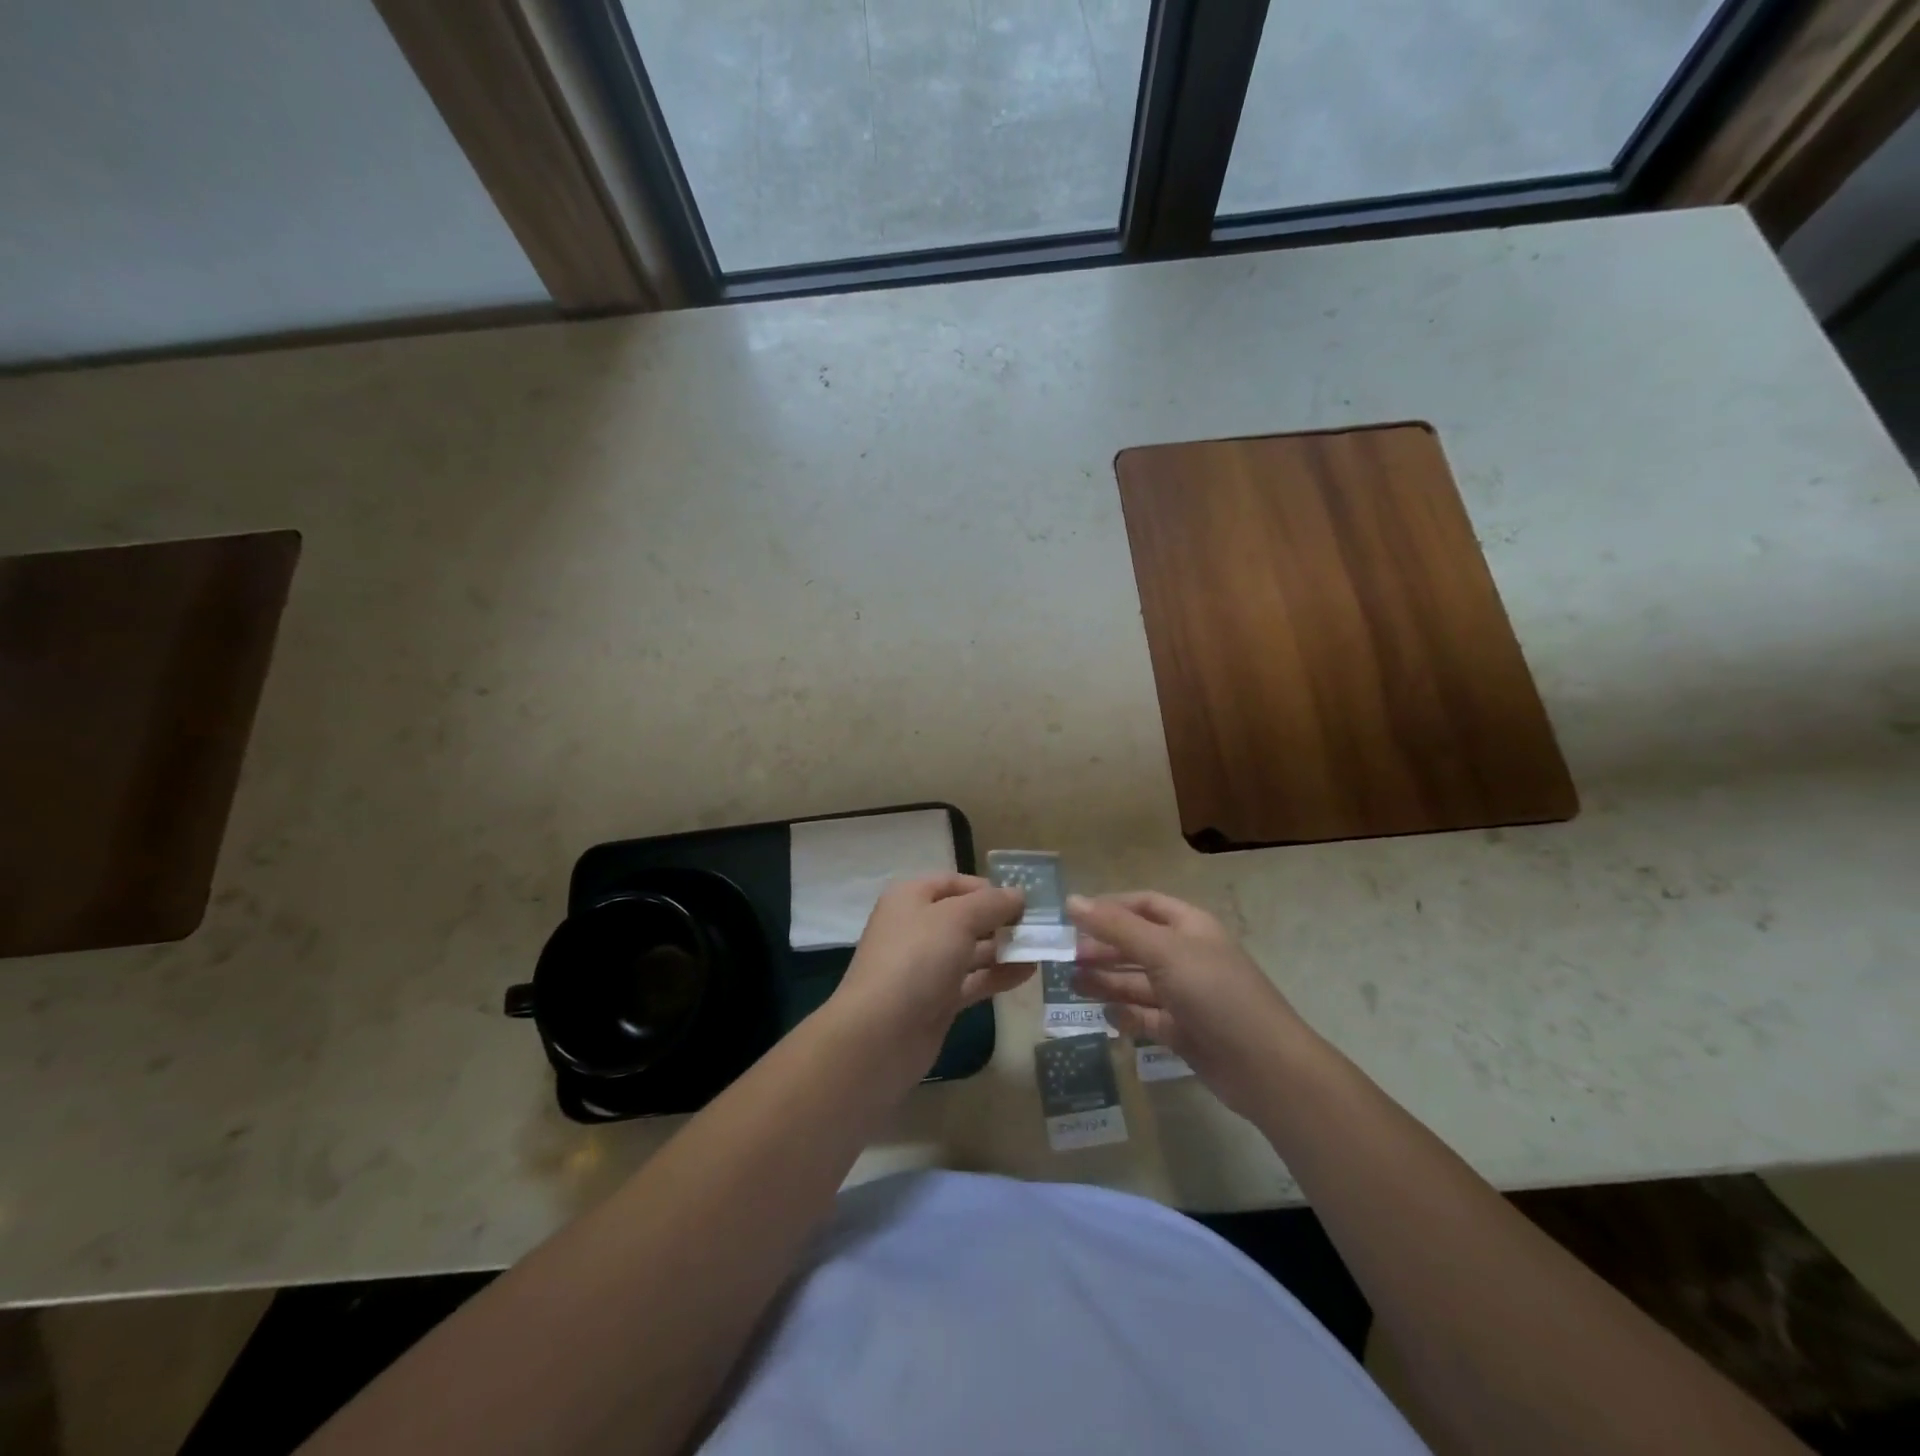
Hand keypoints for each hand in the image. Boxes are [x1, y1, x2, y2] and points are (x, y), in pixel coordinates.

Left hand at [831, 874, 1029, 1077]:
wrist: (879, 1035)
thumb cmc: (916, 960)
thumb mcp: (957, 919)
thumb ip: (992, 904)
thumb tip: (1018, 894)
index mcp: (911, 898)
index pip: (954, 882)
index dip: (988, 888)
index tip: (1024, 901)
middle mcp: (916, 927)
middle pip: (965, 916)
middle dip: (1001, 920)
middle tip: (1041, 927)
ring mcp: (926, 966)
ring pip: (971, 950)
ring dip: (1005, 949)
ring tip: (1042, 950)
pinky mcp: (936, 1000)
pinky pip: (973, 980)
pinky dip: (998, 975)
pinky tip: (1028, 973)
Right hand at [1069, 891, 1314, 1117]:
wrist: (1266, 1068)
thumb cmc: (1215, 994)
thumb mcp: (1163, 952)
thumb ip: (1116, 927)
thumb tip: (1071, 900)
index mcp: (1190, 927)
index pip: (1144, 905)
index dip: (1109, 907)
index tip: (1072, 917)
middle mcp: (1187, 957)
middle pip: (1137, 944)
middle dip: (1103, 947)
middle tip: (1066, 956)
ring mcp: (1186, 996)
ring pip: (1138, 982)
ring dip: (1106, 980)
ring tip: (1071, 984)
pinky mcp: (1183, 1031)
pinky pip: (1146, 1017)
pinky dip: (1125, 1014)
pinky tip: (1104, 1014)